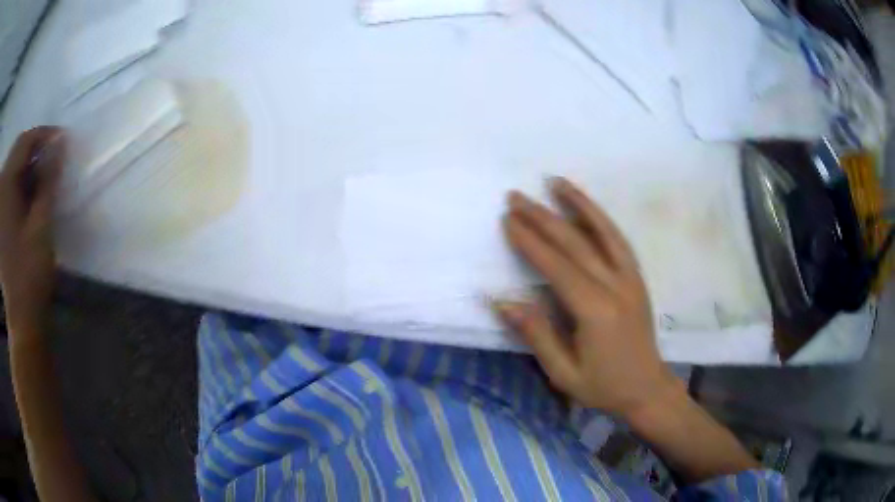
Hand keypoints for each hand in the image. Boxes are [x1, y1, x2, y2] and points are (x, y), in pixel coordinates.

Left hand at [0, 127, 64, 332]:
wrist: (20, 317)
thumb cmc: (30, 273)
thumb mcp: (41, 224)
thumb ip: (48, 179)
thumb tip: (60, 141)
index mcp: (7, 186)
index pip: (25, 141)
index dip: (44, 135)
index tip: (63, 138)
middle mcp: (2, 190)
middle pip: (17, 151)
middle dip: (34, 147)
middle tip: (52, 154)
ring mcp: (0, 207)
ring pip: (12, 167)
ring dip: (26, 163)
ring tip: (41, 171)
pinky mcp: (0, 221)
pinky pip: (8, 185)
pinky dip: (19, 180)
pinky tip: (27, 190)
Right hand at [494, 177, 681, 418]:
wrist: (647, 388)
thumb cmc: (603, 386)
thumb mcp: (563, 373)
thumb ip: (536, 335)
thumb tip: (503, 301)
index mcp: (596, 311)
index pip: (557, 267)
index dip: (531, 242)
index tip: (508, 220)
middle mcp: (616, 286)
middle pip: (576, 243)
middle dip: (543, 217)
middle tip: (516, 196)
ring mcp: (631, 278)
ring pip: (603, 232)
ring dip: (578, 203)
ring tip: (555, 182)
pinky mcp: (637, 277)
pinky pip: (618, 240)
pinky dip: (601, 219)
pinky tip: (586, 206)